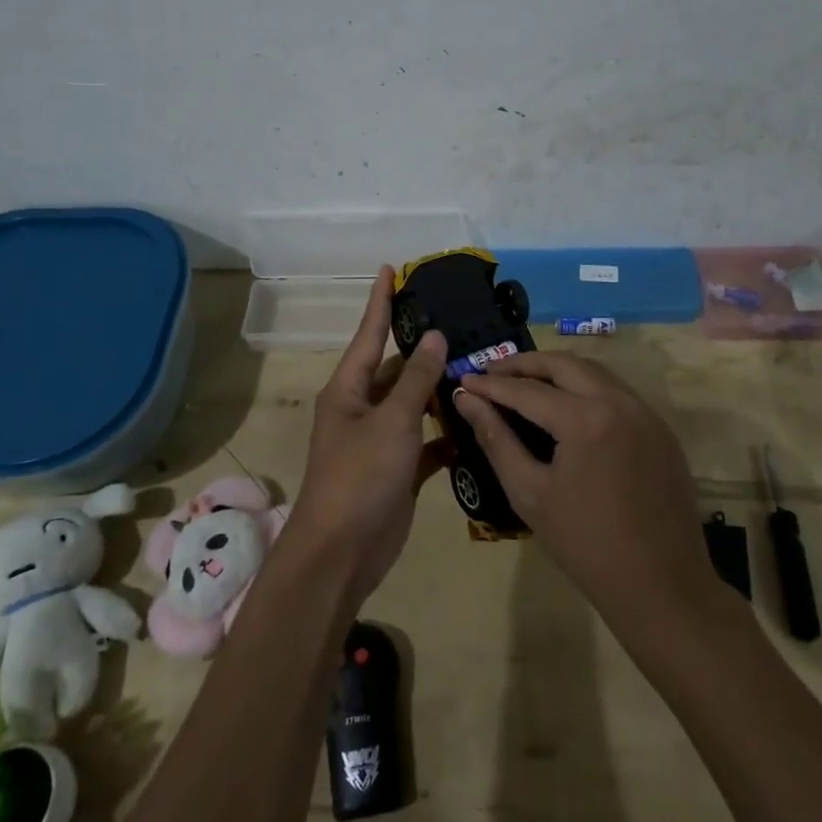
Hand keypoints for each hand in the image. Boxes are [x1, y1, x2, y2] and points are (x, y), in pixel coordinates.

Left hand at [290, 267, 447, 601]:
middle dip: (424, 350)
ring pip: (413, 404)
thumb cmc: (360, 476)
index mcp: (348, 389)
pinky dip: (446, 433)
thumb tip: (435, 337)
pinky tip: (476, 423)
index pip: (368, 333)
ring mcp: (380, 440)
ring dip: (440, 391)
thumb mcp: (391, 421)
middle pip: (395, 368)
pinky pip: (425, 440)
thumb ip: (416, 379)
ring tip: (479, 367)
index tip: (390, 268)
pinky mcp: (398, 469)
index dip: (380, 300)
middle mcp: (361, 408)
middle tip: (462, 324)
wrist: (342, 553)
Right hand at [453, 352, 716, 626]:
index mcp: (586, 420)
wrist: (660, 586)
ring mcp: (645, 412)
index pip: (527, 390)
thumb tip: (467, 401)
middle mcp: (619, 402)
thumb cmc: (585, 545)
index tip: (464, 379)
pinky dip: (585, 387)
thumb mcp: (529, 493)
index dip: (491, 384)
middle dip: (524, 364)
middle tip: (492, 371)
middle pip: (564, 364)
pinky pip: (616, 392)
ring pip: (594, 371)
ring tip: (524, 382)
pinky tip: (565, 405)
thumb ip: (496, 439)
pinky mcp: (660, 428)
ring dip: (556, 371)